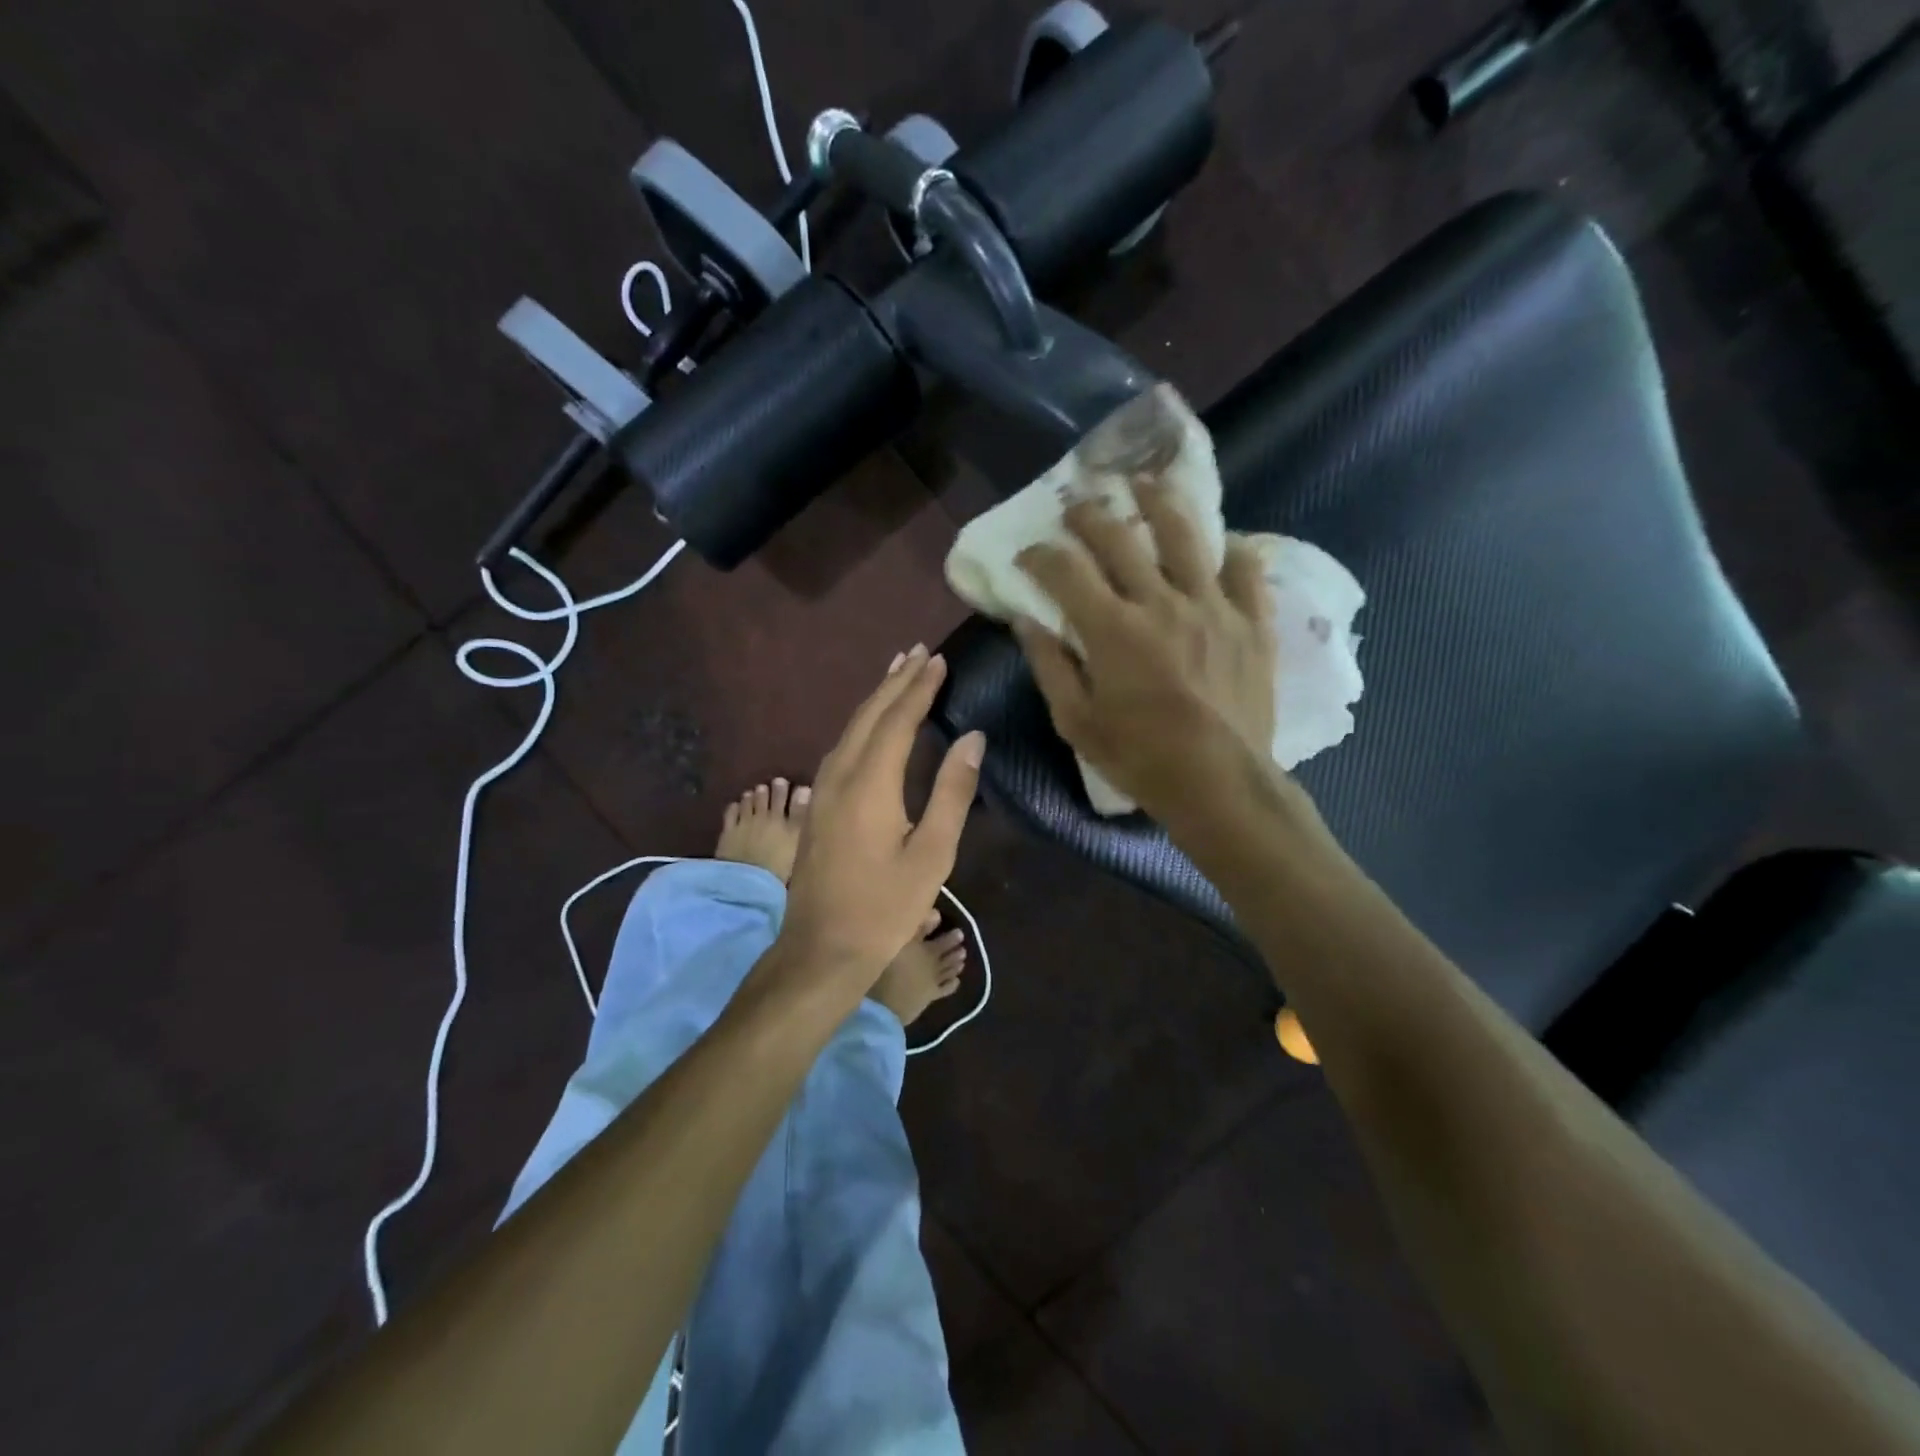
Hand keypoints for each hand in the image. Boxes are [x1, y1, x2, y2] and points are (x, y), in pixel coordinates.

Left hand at [775, 645, 984, 988]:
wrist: (821, 948)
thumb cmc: (885, 907)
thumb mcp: (933, 854)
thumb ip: (952, 791)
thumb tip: (972, 737)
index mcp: (870, 784)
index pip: (898, 720)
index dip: (919, 688)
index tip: (938, 660)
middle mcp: (839, 776)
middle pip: (868, 715)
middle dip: (895, 682)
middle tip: (918, 652)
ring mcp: (821, 790)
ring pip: (850, 729)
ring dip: (876, 699)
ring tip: (898, 674)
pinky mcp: (816, 805)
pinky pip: (841, 747)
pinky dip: (862, 724)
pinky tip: (871, 725)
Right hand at [1013, 481, 1278, 823]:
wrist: (1220, 783)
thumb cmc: (1140, 758)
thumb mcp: (1076, 721)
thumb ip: (1049, 665)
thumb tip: (1025, 620)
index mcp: (1112, 629)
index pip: (1065, 570)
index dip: (1040, 555)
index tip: (1028, 554)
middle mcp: (1161, 602)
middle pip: (1120, 538)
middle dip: (1089, 516)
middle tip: (1076, 506)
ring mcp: (1213, 606)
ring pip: (1185, 535)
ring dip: (1158, 502)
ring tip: (1144, 483)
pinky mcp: (1252, 621)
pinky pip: (1245, 568)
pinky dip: (1230, 549)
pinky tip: (1219, 542)